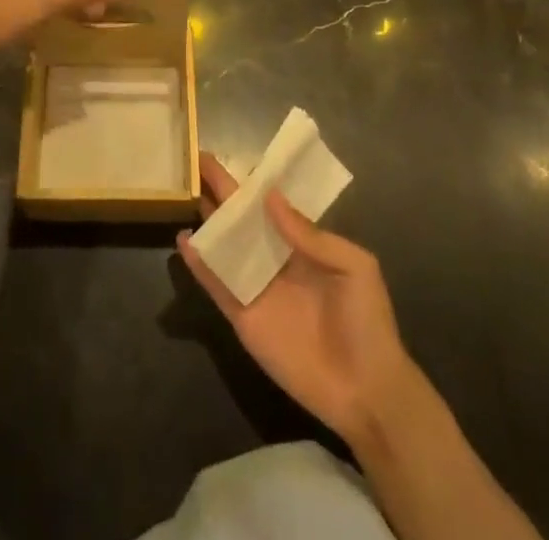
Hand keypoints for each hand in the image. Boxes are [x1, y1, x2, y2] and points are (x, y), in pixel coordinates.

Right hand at [178, 153, 418, 446]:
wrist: (366, 392)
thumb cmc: (367, 322)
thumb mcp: (354, 266)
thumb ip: (311, 234)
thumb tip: (269, 196)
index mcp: (301, 243)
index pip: (270, 203)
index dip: (250, 181)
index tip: (229, 155)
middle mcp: (274, 258)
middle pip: (241, 219)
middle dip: (220, 191)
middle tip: (194, 162)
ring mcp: (256, 287)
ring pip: (224, 246)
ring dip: (205, 221)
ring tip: (181, 192)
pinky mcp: (243, 316)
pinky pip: (216, 285)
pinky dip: (199, 264)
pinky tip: (183, 241)